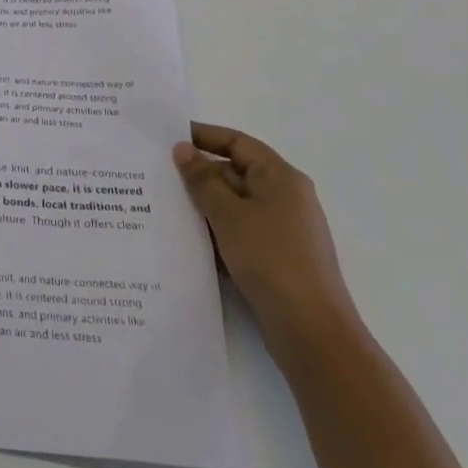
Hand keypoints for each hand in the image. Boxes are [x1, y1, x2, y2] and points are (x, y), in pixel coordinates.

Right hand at [173, 123, 359, 355]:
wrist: (311, 331)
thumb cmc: (271, 259)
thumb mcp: (229, 214)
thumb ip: (202, 179)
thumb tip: (182, 149)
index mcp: (280, 177)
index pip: (237, 143)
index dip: (203, 136)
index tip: (167, 137)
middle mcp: (284, 198)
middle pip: (234, 173)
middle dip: (197, 174)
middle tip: (155, 174)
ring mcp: (281, 230)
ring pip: (233, 206)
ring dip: (202, 206)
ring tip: (161, 205)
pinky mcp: (274, 259)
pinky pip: (237, 233)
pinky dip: (214, 232)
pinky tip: (185, 240)